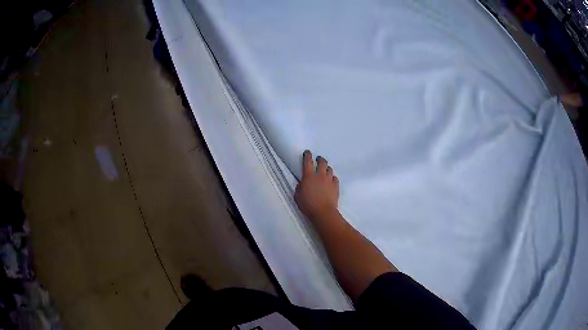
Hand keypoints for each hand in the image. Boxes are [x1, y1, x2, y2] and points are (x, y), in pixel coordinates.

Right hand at [294, 150, 339, 220]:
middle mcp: (320, 175)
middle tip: (318, 159)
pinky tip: (330, 180)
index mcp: (309, 176)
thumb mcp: (297, 196)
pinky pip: (335, 178)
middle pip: (322, 162)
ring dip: (326, 168)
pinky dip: (332, 177)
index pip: (308, 161)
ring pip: (329, 169)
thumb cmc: (308, 205)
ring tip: (324, 170)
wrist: (323, 212)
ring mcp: (329, 180)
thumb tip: (301, 184)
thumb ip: (299, 188)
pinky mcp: (336, 186)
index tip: (307, 152)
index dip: (307, 155)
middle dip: (320, 159)